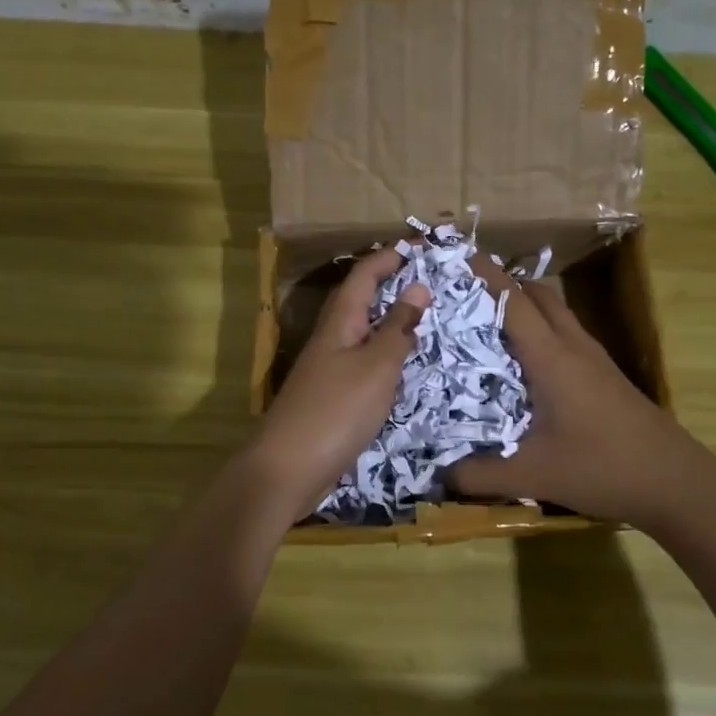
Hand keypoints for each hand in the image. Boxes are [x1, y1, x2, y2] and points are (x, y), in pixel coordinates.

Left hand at [244, 248, 428, 526]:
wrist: (288, 467)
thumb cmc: (336, 410)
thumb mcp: (376, 367)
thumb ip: (397, 329)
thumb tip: (417, 288)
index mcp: (339, 323)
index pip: (363, 277)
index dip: (388, 258)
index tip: (419, 248)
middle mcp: (330, 339)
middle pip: (359, 301)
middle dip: (389, 285)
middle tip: (427, 282)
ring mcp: (327, 370)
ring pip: (361, 333)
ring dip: (388, 321)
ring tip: (422, 319)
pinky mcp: (330, 397)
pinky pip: (362, 363)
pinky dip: (383, 355)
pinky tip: (400, 368)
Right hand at [448, 260, 700, 530]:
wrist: (675, 482)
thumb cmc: (602, 468)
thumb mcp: (533, 475)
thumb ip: (479, 476)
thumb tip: (438, 477)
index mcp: (552, 358)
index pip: (514, 302)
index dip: (486, 276)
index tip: (457, 256)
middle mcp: (574, 347)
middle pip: (540, 295)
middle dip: (504, 283)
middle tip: (466, 291)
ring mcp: (595, 359)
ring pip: (557, 313)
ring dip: (526, 305)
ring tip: (488, 320)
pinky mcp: (606, 376)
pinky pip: (567, 335)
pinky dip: (542, 330)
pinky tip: (526, 361)